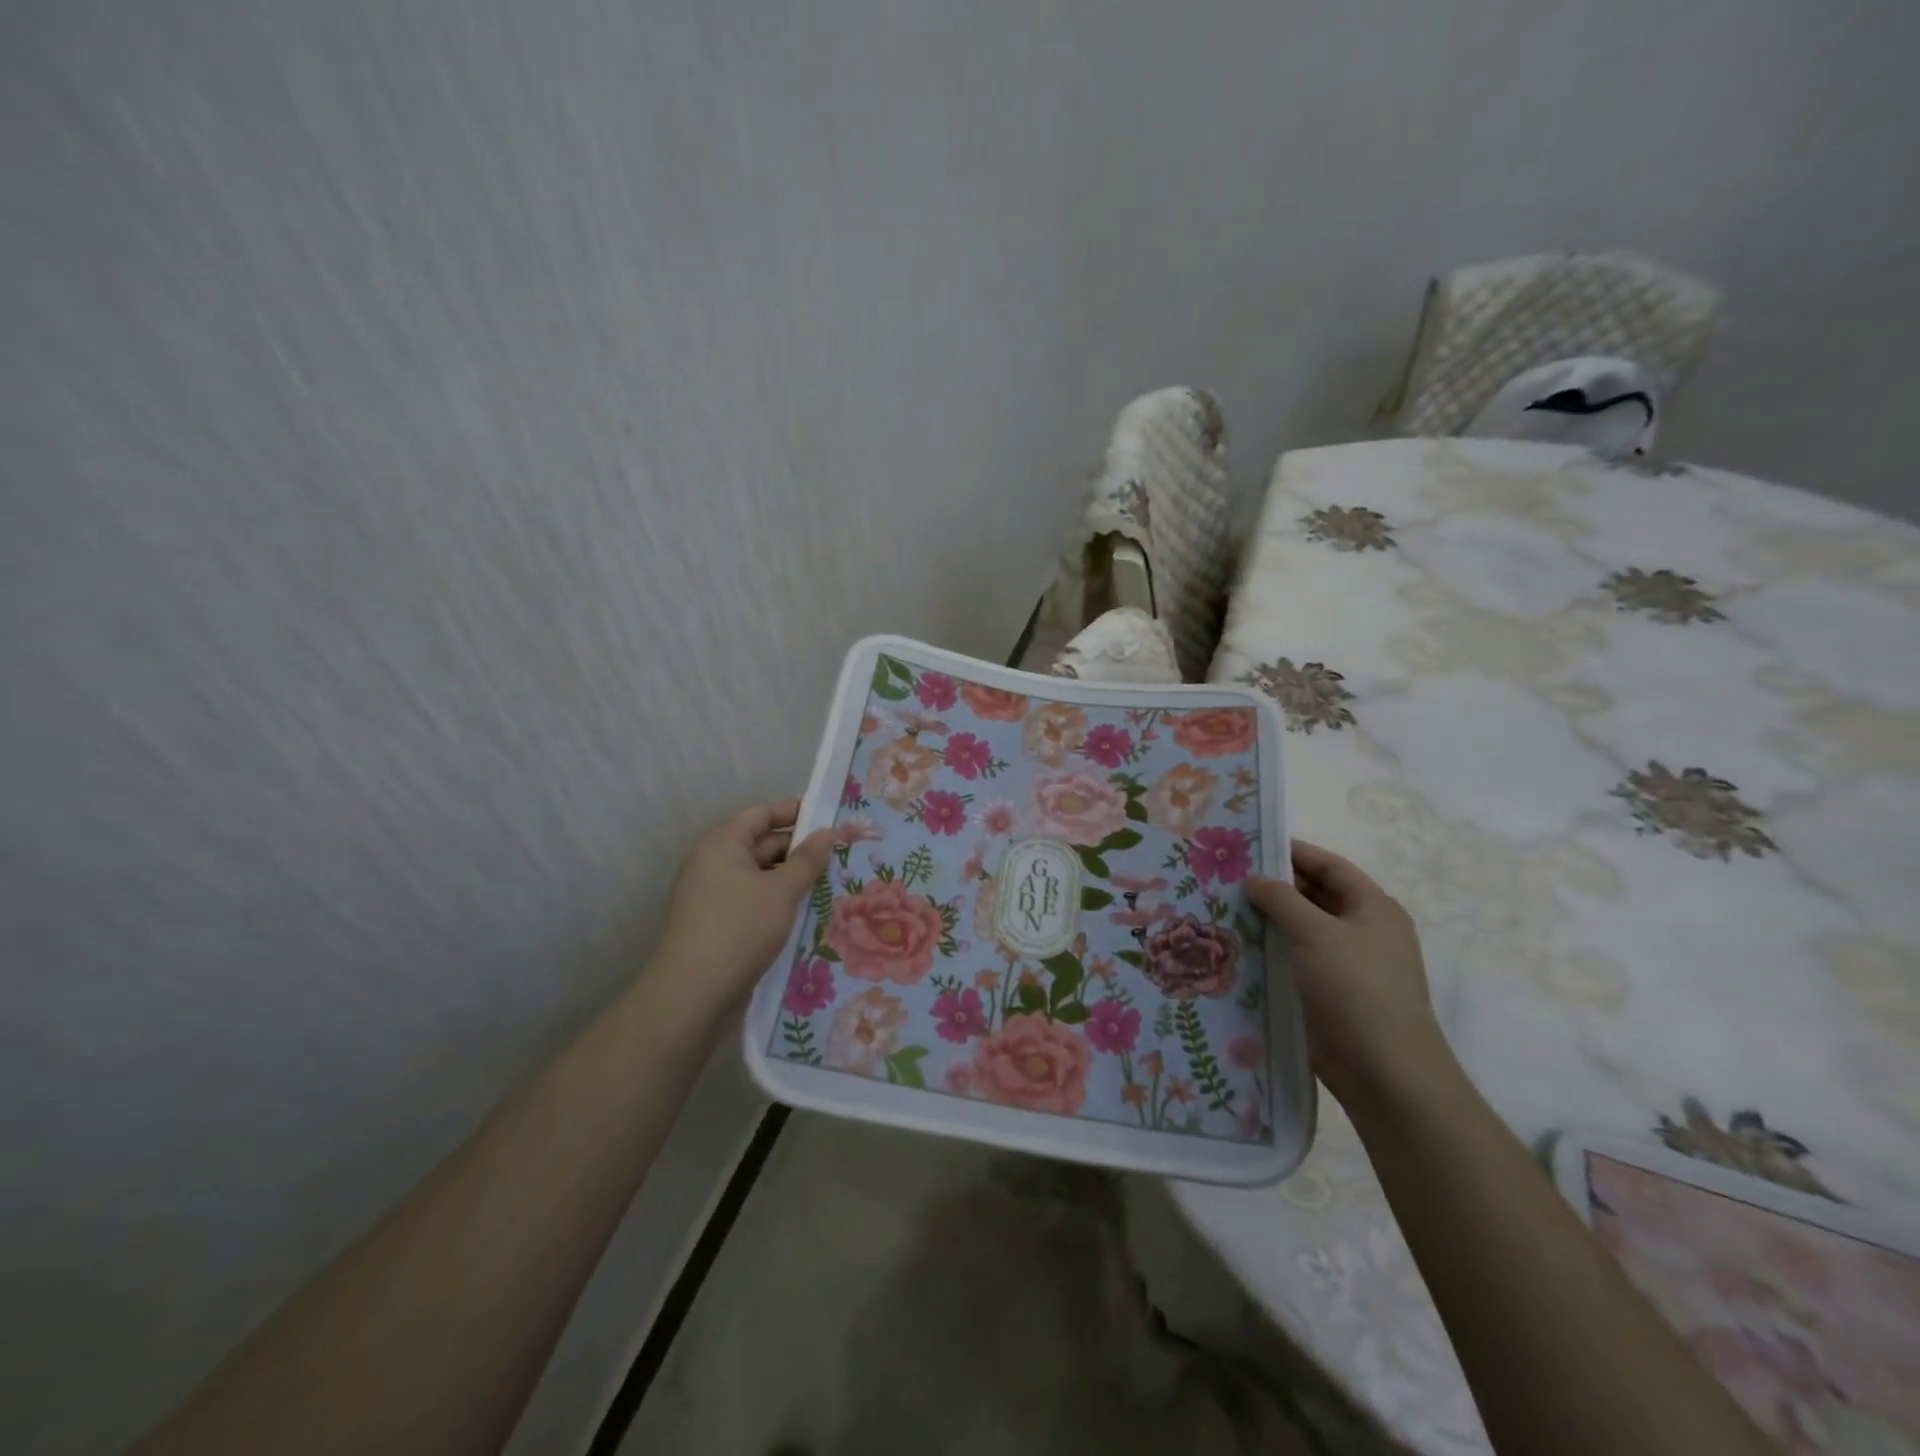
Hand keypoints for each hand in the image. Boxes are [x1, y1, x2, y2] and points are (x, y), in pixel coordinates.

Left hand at [655, 799, 837, 1010]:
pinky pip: (755, 901)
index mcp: (723, 844)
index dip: (796, 812)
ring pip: (761, 876)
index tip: (831, 818)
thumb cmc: (739, 930)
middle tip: (842, 856)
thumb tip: (828, 832)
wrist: (692, 996)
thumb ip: (808, 860)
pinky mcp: (719, 924)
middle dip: (800, 850)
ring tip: (832, 884)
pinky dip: (779, 902)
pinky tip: (808, 913)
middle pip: (763, 844)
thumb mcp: (781, 891)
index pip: (763, 813)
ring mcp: (714, 895)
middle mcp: (714, 864)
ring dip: (793, 879)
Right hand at [1246, 840, 1453, 1108]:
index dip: (1292, 852)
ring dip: (1266, 919)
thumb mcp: (1316, 933)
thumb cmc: (1356, 989)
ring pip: (1300, 930)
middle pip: (1314, 896)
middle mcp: (1362, 931)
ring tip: (1220, 907)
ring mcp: (1345, 965)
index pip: (1329, 866)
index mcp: (1372, 908)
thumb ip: (1282, 899)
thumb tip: (1255, 878)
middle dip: (1273, 886)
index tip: (1249, 844)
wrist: (1384, 1073)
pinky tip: (1233, 946)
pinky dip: (1268, 950)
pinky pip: (1293, 960)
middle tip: (1225, 876)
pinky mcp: (1327, 994)